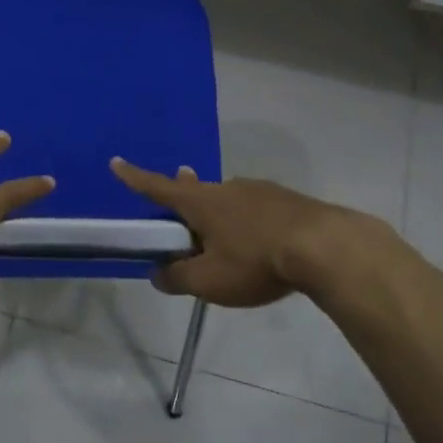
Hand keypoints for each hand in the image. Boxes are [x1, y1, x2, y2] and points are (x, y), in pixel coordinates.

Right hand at [110, 158, 371, 306]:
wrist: (327, 247)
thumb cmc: (256, 261)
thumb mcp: (209, 281)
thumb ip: (178, 278)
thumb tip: (158, 274)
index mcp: (201, 202)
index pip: (158, 188)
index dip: (134, 178)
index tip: (116, 162)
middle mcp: (227, 188)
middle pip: (196, 190)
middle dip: (183, 195)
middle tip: (176, 199)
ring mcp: (260, 190)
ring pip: (228, 199)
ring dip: (218, 211)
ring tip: (220, 232)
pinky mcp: (288, 200)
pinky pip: (255, 207)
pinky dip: (247, 220)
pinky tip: (258, 238)